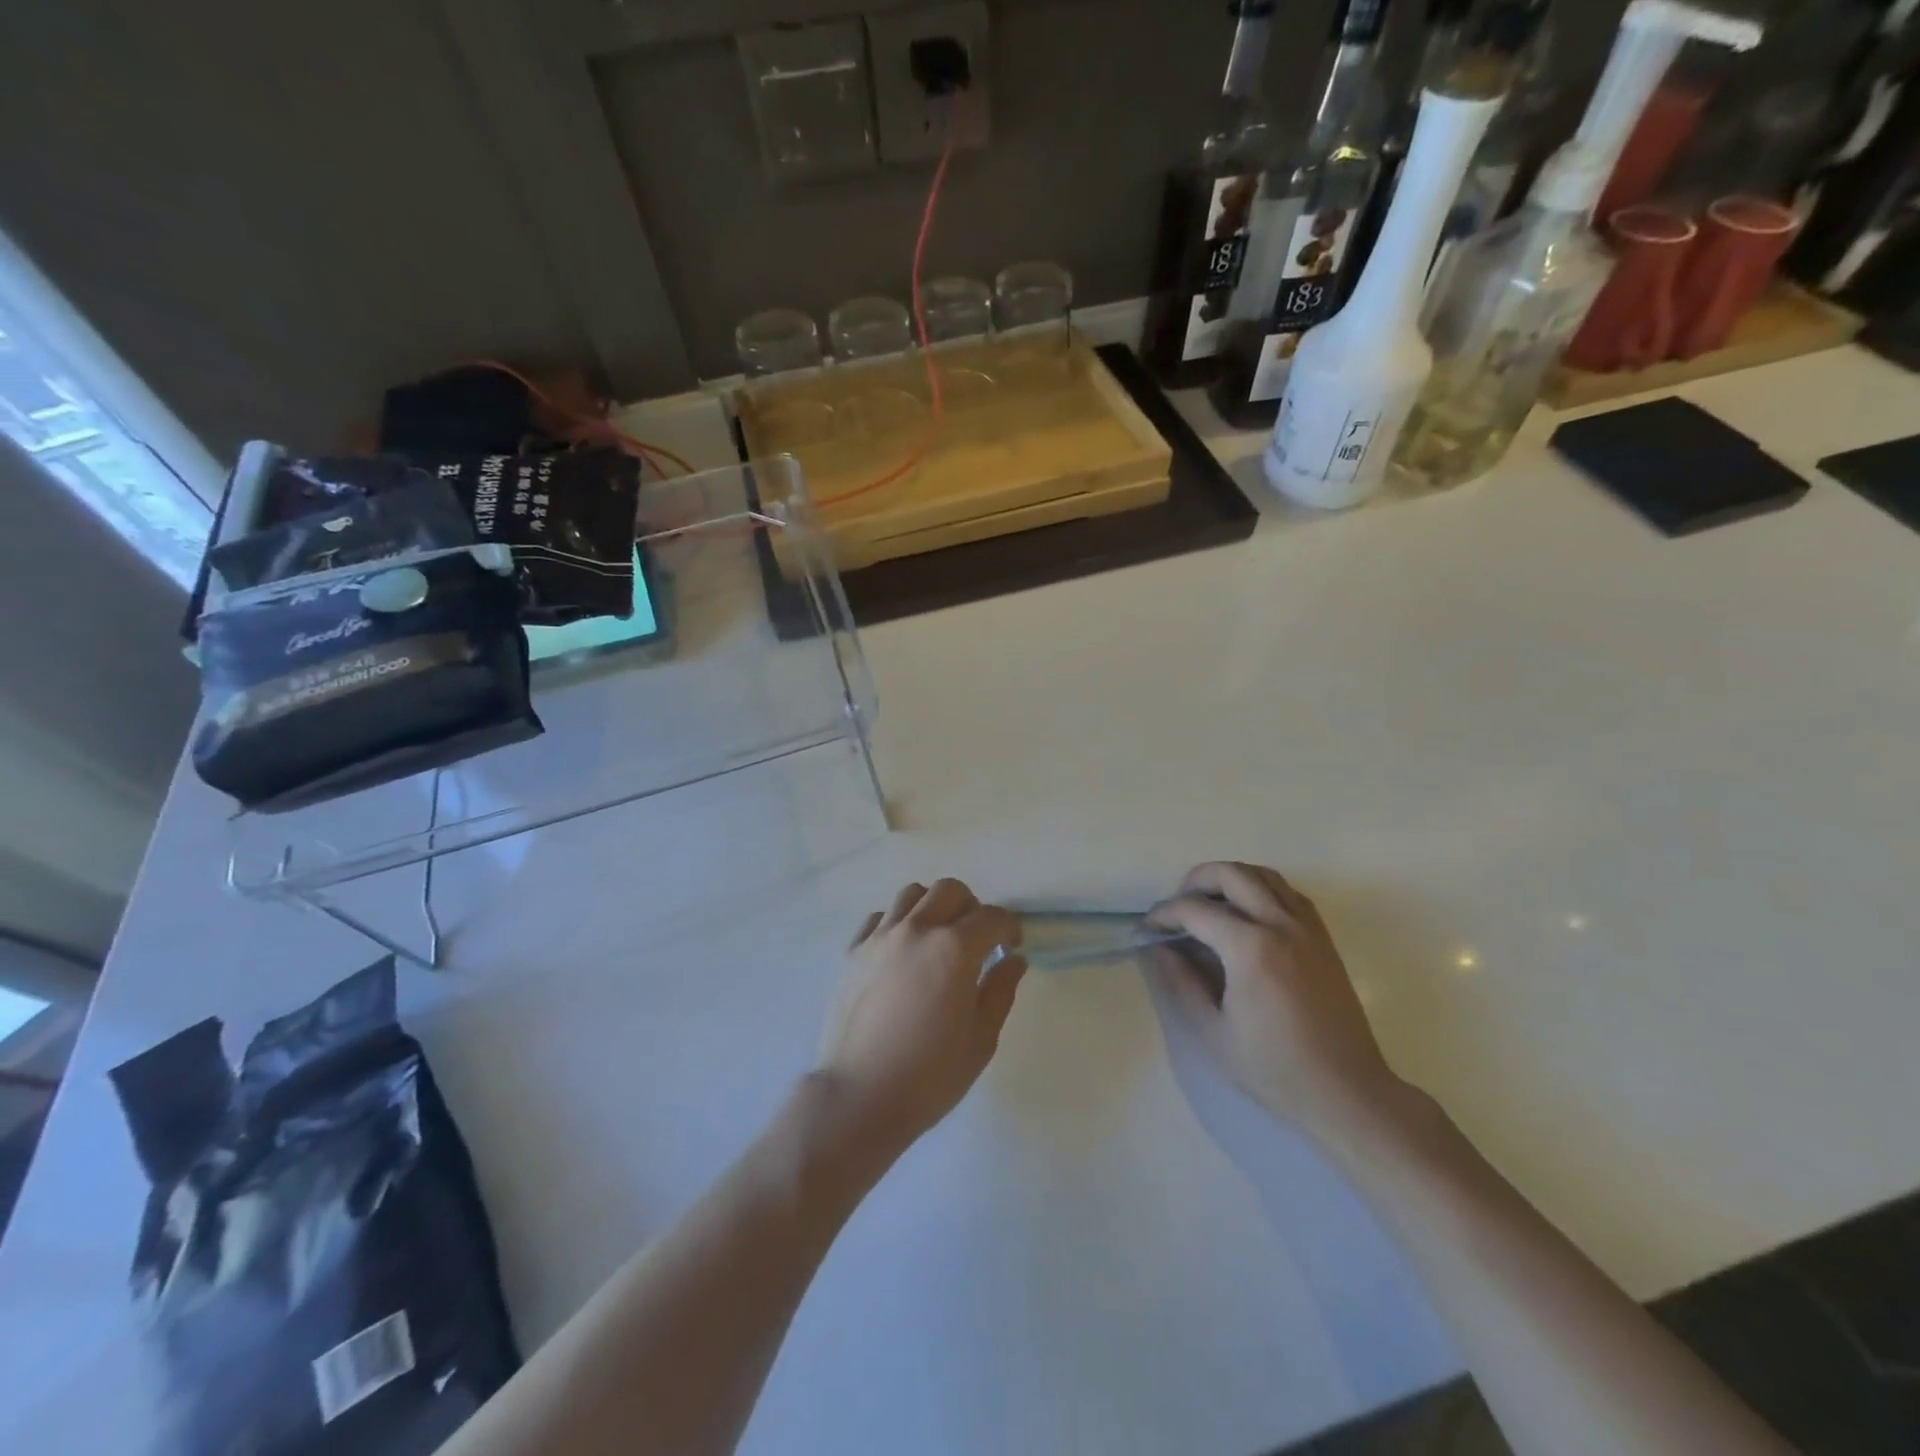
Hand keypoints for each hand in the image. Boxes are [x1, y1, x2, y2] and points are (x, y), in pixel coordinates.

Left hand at [816, 879, 1025, 1158]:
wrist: (859, 1097)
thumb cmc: (929, 1076)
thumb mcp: (981, 1040)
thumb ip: (1000, 991)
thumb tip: (1013, 959)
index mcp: (954, 949)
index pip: (991, 917)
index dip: (1009, 927)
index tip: (1012, 944)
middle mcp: (917, 930)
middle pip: (950, 890)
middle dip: (972, 907)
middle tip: (976, 938)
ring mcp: (880, 937)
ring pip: (912, 894)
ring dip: (933, 907)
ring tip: (937, 938)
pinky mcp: (853, 951)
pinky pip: (879, 917)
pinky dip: (897, 922)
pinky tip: (902, 951)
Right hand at [1148, 862, 1403, 1150]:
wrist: (1347, 1092)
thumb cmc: (1274, 1068)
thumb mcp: (1212, 1031)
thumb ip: (1181, 982)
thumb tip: (1158, 947)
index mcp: (1251, 948)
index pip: (1195, 910)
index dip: (1163, 915)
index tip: (1146, 929)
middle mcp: (1281, 925)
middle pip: (1231, 874)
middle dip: (1195, 881)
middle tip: (1176, 908)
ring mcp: (1307, 928)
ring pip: (1263, 875)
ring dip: (1230, 879)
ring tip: (1209, 904)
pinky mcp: (1323, 938)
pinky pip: (1288, 892)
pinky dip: (1261, 889)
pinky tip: (1247, 915)